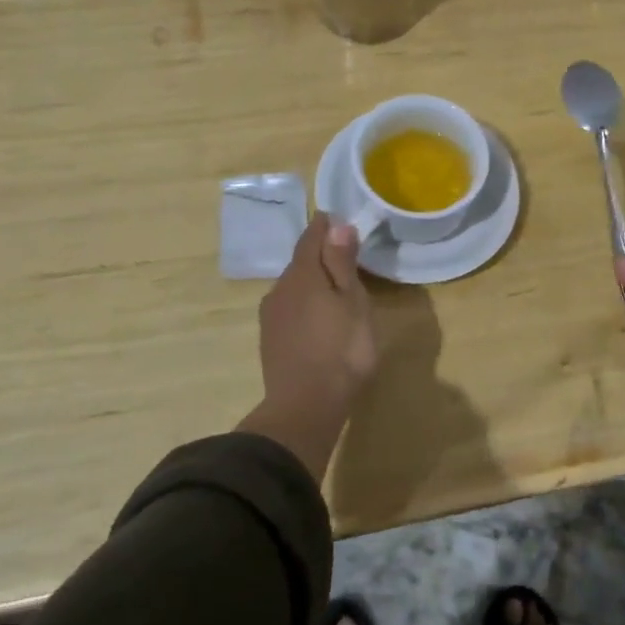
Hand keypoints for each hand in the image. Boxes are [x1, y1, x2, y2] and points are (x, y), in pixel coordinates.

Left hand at [243, 214, 378, 477]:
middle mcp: (280, 288)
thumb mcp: (353, 303)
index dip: (325, 226)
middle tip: (346, 255)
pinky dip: (305, 304)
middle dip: (320, 254)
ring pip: (294, 286)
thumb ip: (342, 263)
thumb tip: (336, 225)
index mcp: (303, 274)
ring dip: (312, 281)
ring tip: (335, 289)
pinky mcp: (270, 339)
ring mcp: (271, 315)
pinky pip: (289, 308)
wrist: (305, 406)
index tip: (338, 218)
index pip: (311, 237)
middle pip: (300, 261)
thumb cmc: (342, 350)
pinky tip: (318, 318)